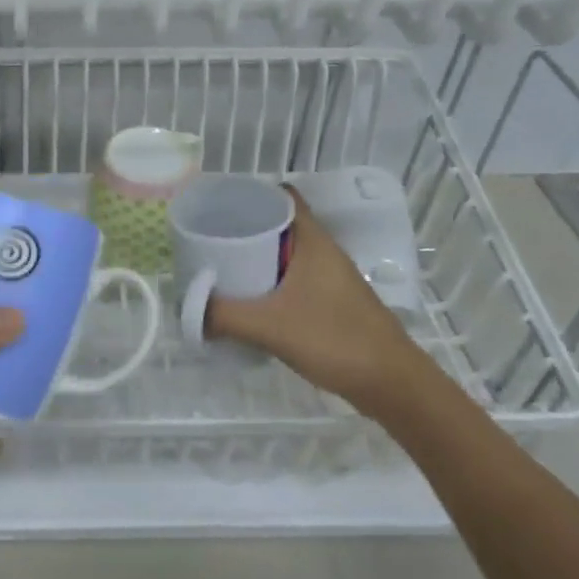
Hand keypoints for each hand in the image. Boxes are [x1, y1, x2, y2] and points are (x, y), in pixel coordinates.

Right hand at [207, 188, 431, 420]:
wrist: (390, 383)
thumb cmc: (334, 339)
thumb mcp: (269, 326)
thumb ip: (224, 316)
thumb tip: (188, 311)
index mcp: (313, 241)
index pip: (283, 197)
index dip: (252, 195)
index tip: (219, 206)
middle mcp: (323, 252)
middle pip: (280, 225)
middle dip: (245, 229)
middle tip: (209, 240)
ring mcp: (329, 278)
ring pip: (286, 255)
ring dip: (257, 259)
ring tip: (221, 269)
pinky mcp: (331, 302)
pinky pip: (293, 279)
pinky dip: (270, 282)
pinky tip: (249, 301)